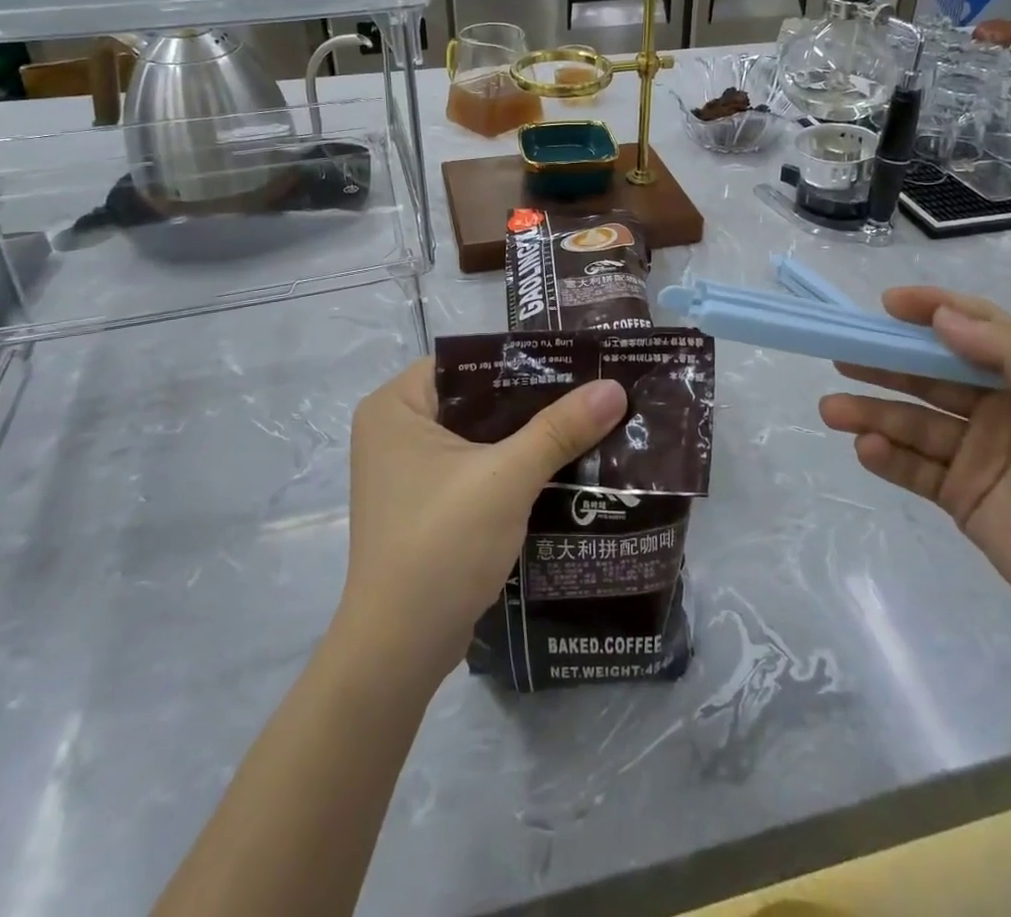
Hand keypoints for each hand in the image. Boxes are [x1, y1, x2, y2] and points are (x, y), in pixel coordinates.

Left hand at [338, 360, 626, 682]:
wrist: (399, 651)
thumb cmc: (441, 544)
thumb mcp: (507, 478)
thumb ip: (560, 429)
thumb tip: (615, 387)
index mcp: (397, 405)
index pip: (466, 360)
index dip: (521, 358)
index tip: (575, 359)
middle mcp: (395, 429)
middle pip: (476, 398)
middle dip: (533, 399)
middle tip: (590, 389)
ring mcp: (407, 470)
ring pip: (479, 435)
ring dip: (527, 435)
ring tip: (586, 422)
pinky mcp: (424, 504)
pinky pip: (475, 467)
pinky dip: (512, 466)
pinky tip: (560, 466)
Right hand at [819, 287, 1010, 650]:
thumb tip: (944, 317)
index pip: (975, 330)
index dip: (932, 311)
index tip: (888, 304)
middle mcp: (1000, 411)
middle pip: (930, 376)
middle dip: (885, 363)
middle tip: (841, 354)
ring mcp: (978, 456)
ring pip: (914, 422)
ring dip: (872, 412)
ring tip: (832, 409)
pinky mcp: (962, 499)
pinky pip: (915, 469)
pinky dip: (887, 456)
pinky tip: (867, 448)